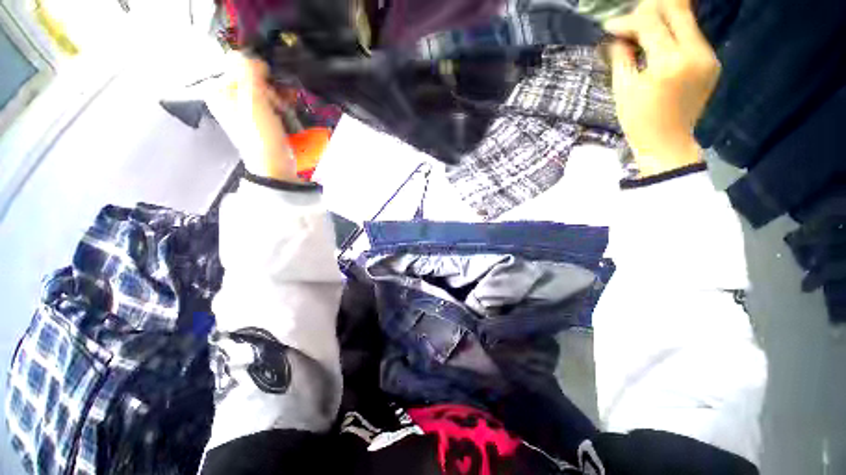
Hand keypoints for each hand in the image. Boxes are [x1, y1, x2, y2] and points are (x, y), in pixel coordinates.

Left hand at [222, 54, 299, 181]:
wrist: (274, 165)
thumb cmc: (261, 136)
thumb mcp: (253, 101)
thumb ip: (248, 72)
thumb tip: (250, 56)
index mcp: (218, 90)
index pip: (236, 62)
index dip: (256, 69)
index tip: (268, 83)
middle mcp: (229, 96)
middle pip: (251, 74)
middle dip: (269, 84)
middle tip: (276, 100)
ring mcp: (245, 107)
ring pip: (263, 87)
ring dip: (277, 94)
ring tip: (283, 108)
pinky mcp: (260, 117)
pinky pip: (270, 99)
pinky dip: (280, 102)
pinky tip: (286, 110)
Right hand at [605, 0, 719, 176]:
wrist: (667, 142)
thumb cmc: (638, 121)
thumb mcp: (623, 90)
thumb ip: (622, 57)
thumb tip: (617, 36)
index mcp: (669, 63)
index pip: (650, 23)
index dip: (629, 20)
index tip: (611, 26)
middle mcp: (695, 53)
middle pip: (677, 9)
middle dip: (651, 8)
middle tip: (632, 20)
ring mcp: (708, 57)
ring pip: (687, 20)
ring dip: (663, 19)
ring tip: (642, 31)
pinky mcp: (712, 61)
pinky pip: (692, 35)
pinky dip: (674, 33)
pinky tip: (658, 43)